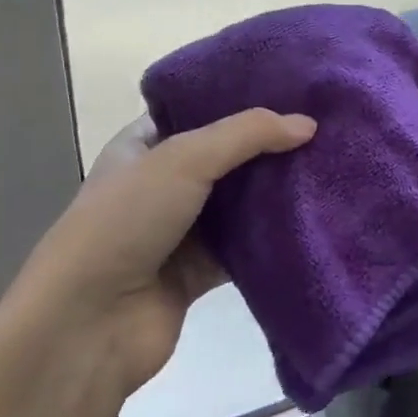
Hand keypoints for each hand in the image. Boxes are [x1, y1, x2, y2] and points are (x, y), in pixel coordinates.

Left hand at [0, 109, 315, 400]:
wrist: (88, 323)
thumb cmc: (125, 222)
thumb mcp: (182, 159)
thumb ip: (246, 135)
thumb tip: (308, 125)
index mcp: (144, 147)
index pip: (198, 111)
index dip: (241, 100)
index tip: (293, 93)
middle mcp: (162, 184)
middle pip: (226, 158)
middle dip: (269, 148)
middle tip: (324, 131)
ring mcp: (181, 231)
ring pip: (240, 205)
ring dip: (275, 194)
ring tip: (329, 170)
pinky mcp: (199, 273)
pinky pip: (245, 249)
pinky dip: (273, 239)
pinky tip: (315, 222)